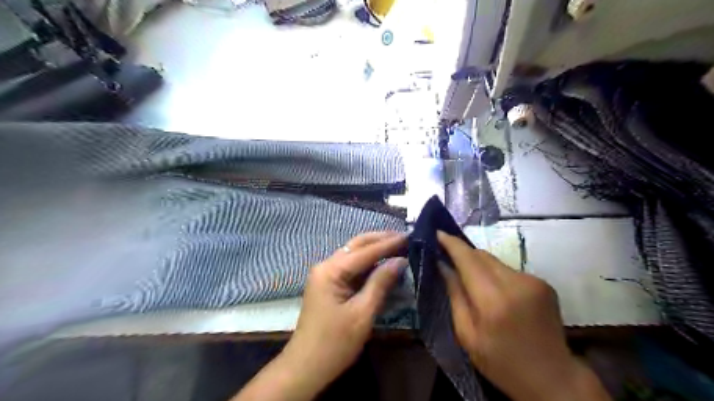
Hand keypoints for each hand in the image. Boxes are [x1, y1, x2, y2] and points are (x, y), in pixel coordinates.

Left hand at [283, 230, 405, 385]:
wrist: (306, 367)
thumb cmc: (335, 343)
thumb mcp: (362, 313)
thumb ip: (380, 283)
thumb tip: (400, 260)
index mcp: (331, 270)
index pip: (365, 251)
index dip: (389, 244)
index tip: (409, 236)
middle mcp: (326, 265)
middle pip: (356, 245)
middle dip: (380, 239)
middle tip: (405, 237)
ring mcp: (326, 274)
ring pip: (354, 254)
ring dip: (375, 249)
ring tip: (398, 245)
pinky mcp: (329, 284)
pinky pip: (351, 267)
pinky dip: (368, 263)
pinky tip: (383, 261)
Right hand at [439, 233, 609, 400]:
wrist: (553, 378)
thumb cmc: (501, 362)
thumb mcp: (467, 335)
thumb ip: (455, 295)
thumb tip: (443, 265)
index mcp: (493, 300)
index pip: (468, 259)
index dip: (451, 243)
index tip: (436, 233)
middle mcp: (516, 283)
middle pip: (481, 255)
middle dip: (462, 253)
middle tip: (446, 257)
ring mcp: (533, 281)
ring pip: (495, 261)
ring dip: (479, 265)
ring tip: (470, 279)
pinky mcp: (543, 283)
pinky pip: (509, 270)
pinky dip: (496, 274)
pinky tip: (495, 292)